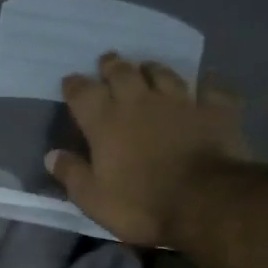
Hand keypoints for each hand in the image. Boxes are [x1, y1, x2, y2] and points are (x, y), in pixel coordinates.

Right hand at [44, 51, 259, 246]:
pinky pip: (212, 87)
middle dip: (112, 66)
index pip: (83, 93)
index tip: (70, 81)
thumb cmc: (140, 204)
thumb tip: (52, 155)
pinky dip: (207, 83)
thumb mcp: (93, 199)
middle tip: (108, 62)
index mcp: (106, 122)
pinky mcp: (216, 110)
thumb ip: (72, 174)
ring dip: (152, 68)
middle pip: (122, 73)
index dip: (74, 85)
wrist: (205, 202)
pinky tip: (207, 81)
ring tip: (147, 67)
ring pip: (163, 73)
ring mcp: (181, 102)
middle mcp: (140, 102)